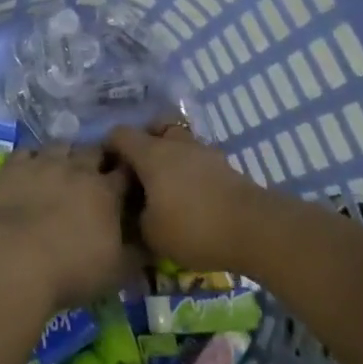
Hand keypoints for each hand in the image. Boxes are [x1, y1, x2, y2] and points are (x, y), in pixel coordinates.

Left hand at [0, 143, 134, 313]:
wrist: (15, 260)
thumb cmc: (72, 269)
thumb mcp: (117, 271)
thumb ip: (138, 254)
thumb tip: (152, 243)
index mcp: (106, 191)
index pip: (126, 171)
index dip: (129, 173)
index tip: (129, 180)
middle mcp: (78, 168)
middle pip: (95, 150)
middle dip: (99, 158)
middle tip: (96, 175)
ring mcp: (44, 162)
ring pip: (61, 145)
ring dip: (66, 155)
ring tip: (63, 170)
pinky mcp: (14, 166)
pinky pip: (26, 151)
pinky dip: (32, 159)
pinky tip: (31, 171)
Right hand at [105, 120, 267, 272]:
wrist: (254, 229)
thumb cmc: (193, 227)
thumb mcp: (151, 234)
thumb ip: (135, 218)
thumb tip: (134, 211)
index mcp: (151, 153)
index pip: (120, 134)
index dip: (109, 147)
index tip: (108, 169)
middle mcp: (175, 144)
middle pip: (154, 129)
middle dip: (144, 146)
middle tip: (139, 173)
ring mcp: (203, 152)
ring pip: (179, 143)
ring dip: (170, 159)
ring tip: (167, 189)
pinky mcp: (225, 166)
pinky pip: (198, 161)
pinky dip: (190, 173)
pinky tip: (191, 199)